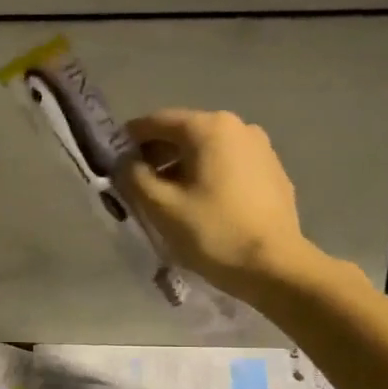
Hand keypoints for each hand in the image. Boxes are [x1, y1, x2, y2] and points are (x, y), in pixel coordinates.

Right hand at [116, 109, 323, 299]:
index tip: (112, 162)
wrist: (274, 267)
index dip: (128, 139)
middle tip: (136, 185)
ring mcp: (261, 148)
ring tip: (167, 198)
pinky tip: (200, 205)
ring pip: (206, 150)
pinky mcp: (272, 172)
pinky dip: (206, 176)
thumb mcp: (159, 206)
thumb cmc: (212, 232)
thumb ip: (132, 177)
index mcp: (209, 128)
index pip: (156, 121)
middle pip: (183, 133)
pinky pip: (228, 165)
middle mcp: (238, 127)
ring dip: (181, 167)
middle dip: (156, 155)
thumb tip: (124, 163)